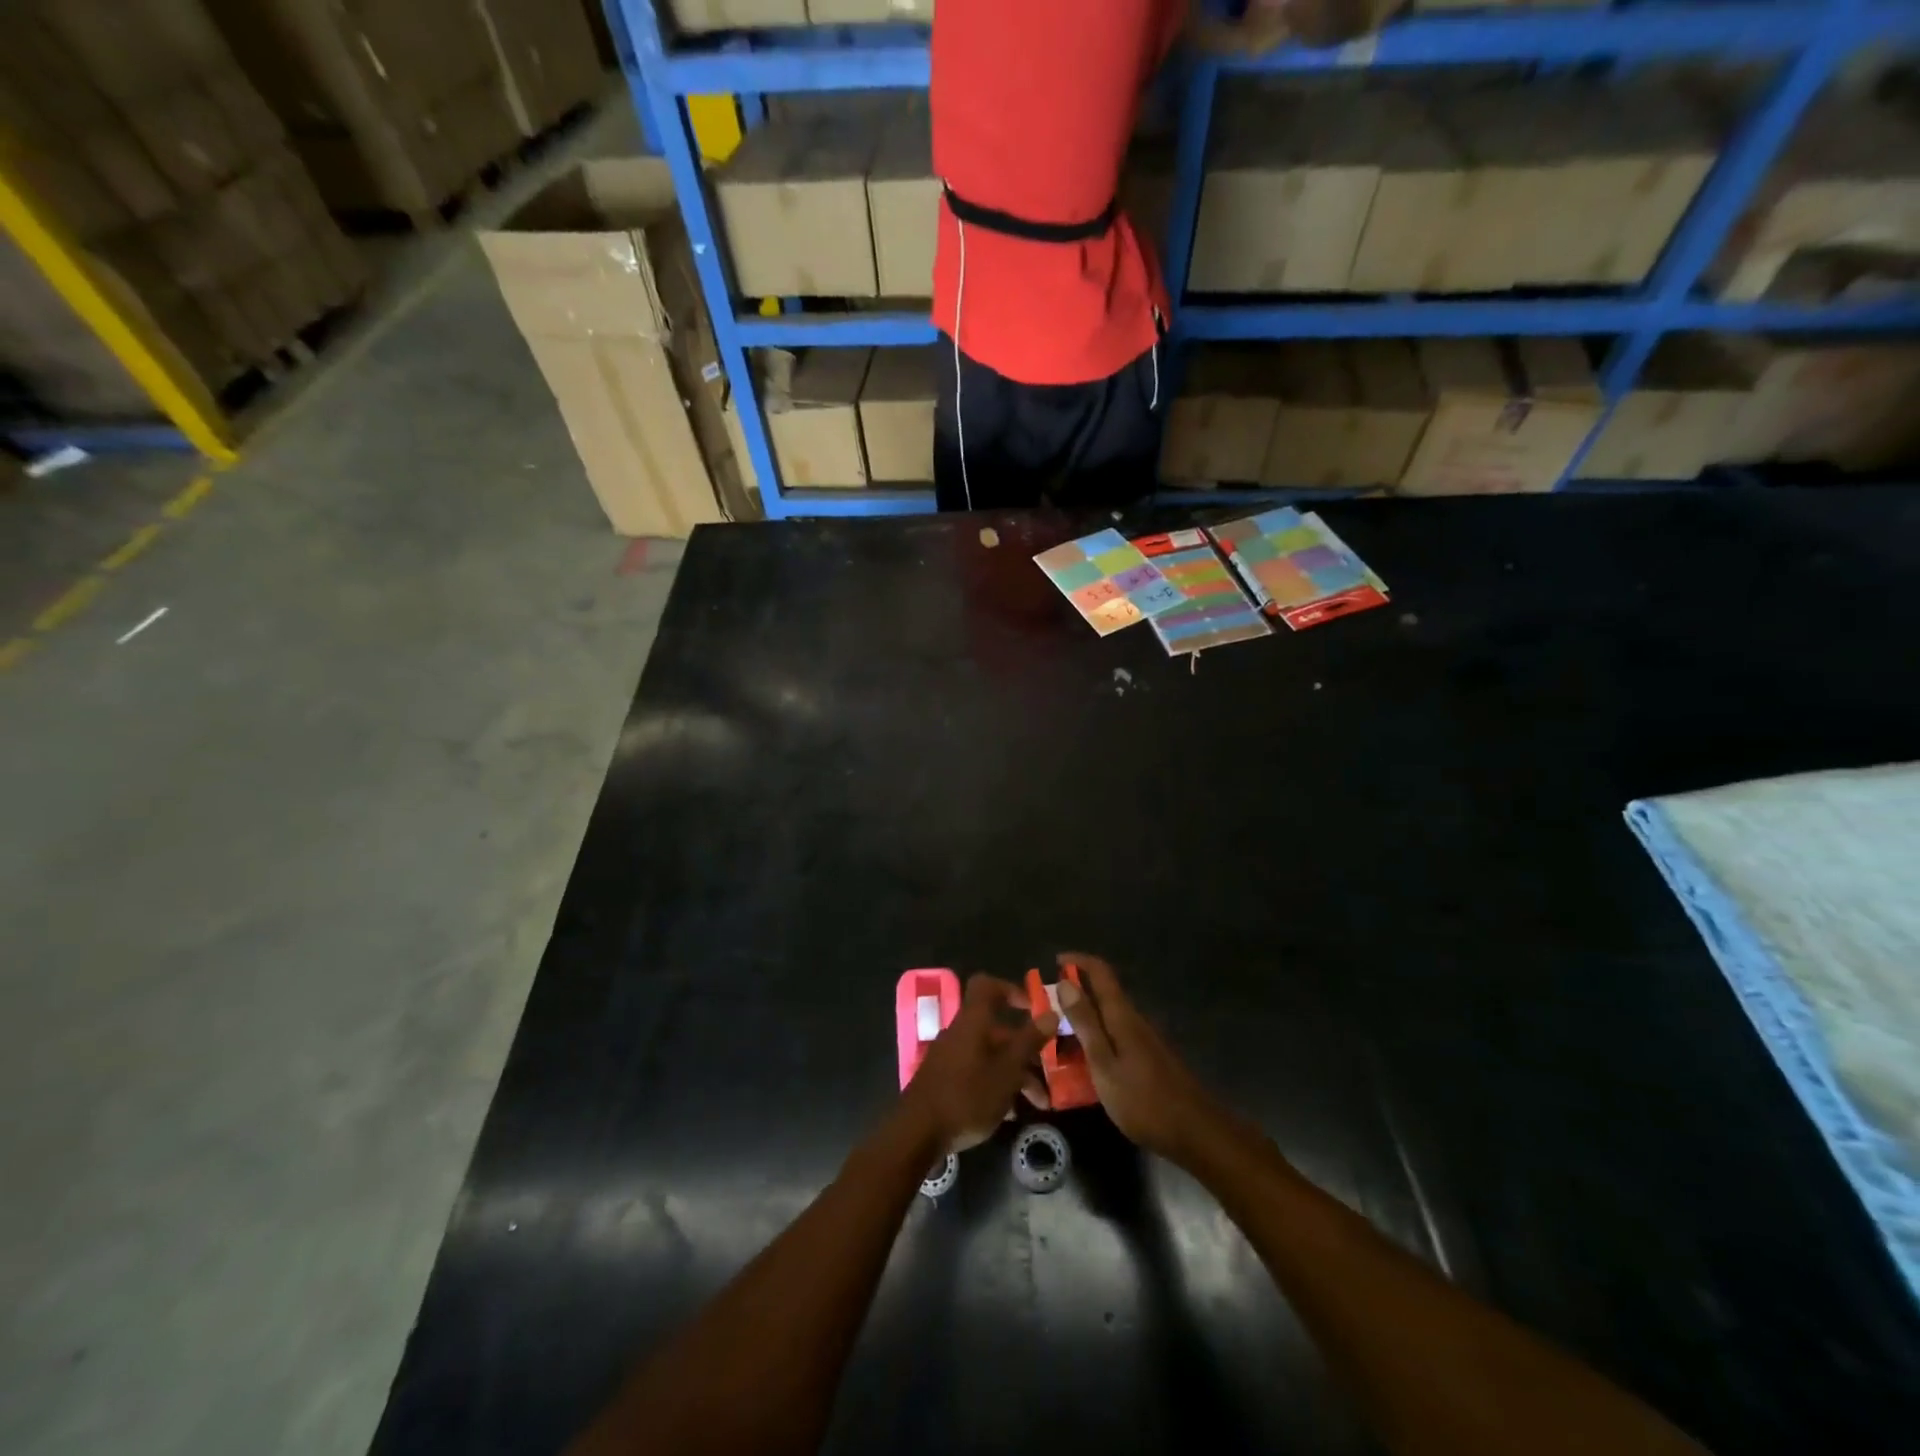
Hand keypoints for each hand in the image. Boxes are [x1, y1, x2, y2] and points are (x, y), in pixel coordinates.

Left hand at [901, 975, 1056, 1153]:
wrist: (916, 1133)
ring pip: (990, 1055)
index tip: (1033, 1008)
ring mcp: (950, 1057)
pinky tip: (1011, 1114)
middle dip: (1026, 1050)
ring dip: (1016, 1074)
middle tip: (1049, 1074)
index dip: (1011, 990)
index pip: (987, 986)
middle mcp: (960, 1033)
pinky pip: (977, 1072)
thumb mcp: (1007, 1071)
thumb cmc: (967, 1096)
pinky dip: (997, 1085)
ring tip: (1038, 1104)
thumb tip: (1051, 1013)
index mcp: (973, 1022)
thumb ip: (1029, 1041)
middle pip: (996, 1030)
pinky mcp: (944, 1080)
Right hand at [1055, 952, 1218, 1162]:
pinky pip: (1115, 1036)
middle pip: (1103, 992)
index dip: (1078, 961)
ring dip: (1083, 1018)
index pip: (1101, 972)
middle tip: (1045, 1007)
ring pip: (1108, 1016)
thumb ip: (1085, 1023)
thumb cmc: (1143, 1099)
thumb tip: (1065, 982)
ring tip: (1057, 1036)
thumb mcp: (1104, 1063)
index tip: (1055, 961)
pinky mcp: (1148, 1058)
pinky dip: (1095, 1038)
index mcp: (1122, 1015)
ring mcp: (1144, 1039)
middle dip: (1075, 992)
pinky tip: (1083, 1061)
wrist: (1194, 1132)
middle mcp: (1134, 1019)